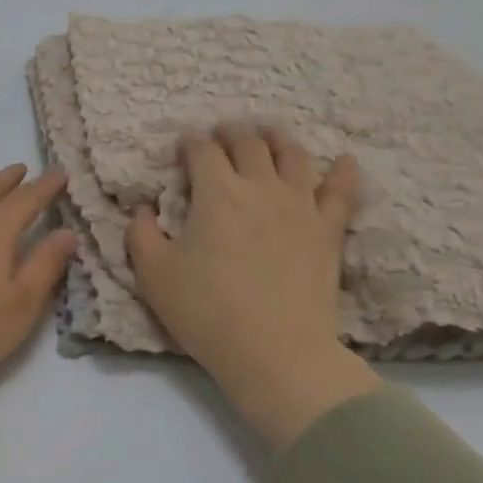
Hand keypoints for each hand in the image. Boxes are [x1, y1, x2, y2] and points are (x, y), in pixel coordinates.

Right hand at [128, 123, 378, 449]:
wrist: (275, 350)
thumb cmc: (205, 311)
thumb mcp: (152, 275)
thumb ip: (140, 234)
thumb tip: (143, 208)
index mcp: (216, 192)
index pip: (202, 151)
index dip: (190, 142)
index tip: (184, 143)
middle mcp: (260, 187)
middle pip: (248, 144)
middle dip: (231, 132)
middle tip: (222, 131)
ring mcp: (300, 206)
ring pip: (293, 156)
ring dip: (277, 138)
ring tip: (270, 131)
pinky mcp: (328, 230)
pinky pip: (340, 192)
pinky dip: (342, 172)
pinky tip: (343, 161)